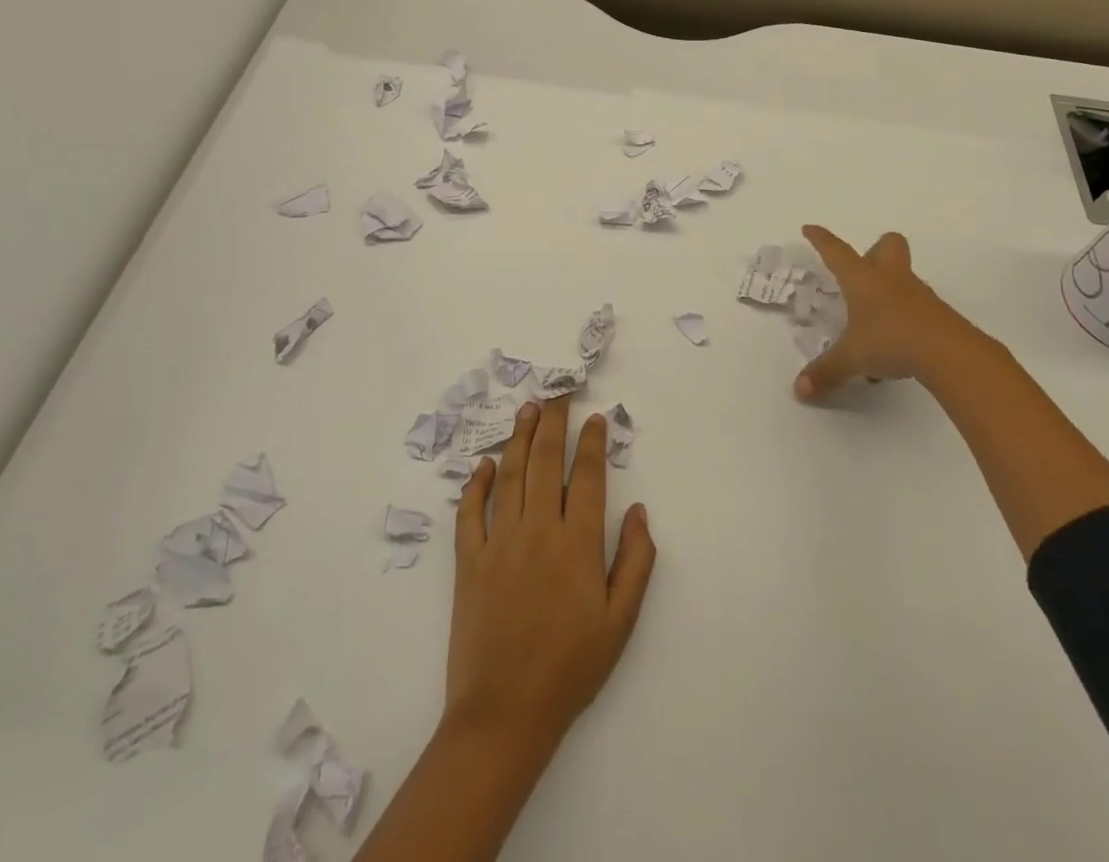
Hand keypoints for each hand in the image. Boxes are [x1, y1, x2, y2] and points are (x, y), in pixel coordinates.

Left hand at [447, 399, 657, 752]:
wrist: (504, 714)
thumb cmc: (570, 668)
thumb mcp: (621, 621)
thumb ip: (636, 561)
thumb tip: (639, 511)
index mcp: (578, 543)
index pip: (588, 476)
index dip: (592, 442)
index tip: (595, 417)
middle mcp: (539, 530)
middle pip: (546, 461)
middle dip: (554, 422)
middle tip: (558, 393)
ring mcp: (500, 543)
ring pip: (510, 475)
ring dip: (519, 438)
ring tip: (527, 409)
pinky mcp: (469, 562)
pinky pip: (470, 512)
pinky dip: (477, 484)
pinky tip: (485, 464)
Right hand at [795, 225, 1001, 399]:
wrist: (948, 352)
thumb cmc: (890, 341)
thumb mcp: (852, 359)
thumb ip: (826, 372)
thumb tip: (800, 390)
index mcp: (863, 280)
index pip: (837, 252)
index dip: (821, 240)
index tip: (810, 229)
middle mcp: (890, 279)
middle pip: (888, 244)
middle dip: (875, 250)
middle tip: (864, 270)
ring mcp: (918, 294)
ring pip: (904, 276)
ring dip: (890, 288)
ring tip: (874, 321)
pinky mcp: (937, 313)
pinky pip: (916, 306)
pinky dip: (904, 318)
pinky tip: (897, 345)